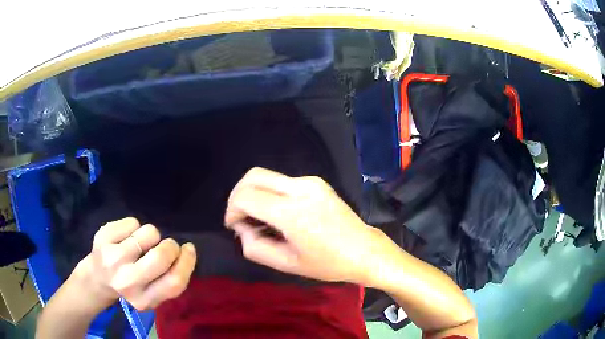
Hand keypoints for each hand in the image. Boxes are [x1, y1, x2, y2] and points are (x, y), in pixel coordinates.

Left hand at [71, 217, 195, 310]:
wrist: (96, 279)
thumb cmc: (129, 287)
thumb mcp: (152, 296)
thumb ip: (169, 281)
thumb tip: (185, 252)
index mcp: (144, 300)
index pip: (174, 282)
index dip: (187, 262)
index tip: (188, 250)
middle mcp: (127, 281)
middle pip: (161, 255)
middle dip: (170, 246)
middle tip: (166, 246)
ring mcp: (113, 257)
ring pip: (148, 232)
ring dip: (151, 236)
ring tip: (140, 244)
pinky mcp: (103, 237)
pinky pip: (132, 222)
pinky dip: (134, 227)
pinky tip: (125, 238)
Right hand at [224, 167, 388, 283]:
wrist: (365, 251)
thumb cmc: (328, 264)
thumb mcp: (286, 264)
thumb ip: (255, 247)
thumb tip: (242, 228)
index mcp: (292, 212)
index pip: (246, 196)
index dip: (232, 210)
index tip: (234, 226)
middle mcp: (300, 188)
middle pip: (253, 176)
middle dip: (238, 195)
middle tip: (241, 218)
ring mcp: (311, 181)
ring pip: (267, 176)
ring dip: (254, 193)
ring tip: (260, 219)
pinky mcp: (317, 182)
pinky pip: (282, 182)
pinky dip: (270, 194)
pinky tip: (278, 214)